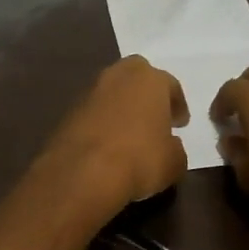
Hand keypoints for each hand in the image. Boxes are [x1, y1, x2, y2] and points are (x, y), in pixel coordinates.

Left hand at [35, 56, 188, 211]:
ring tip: (129, 132)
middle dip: (146, 93)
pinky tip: (106, 143)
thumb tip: (170, 146)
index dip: (177, 105)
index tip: (180, 123)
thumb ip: (176, 148)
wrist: (83, 173)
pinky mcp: (68, 111)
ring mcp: (89, 91)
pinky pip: (93, 112)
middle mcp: (118, 76)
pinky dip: (101, 122)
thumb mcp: (174, 162)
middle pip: (136, 76)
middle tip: (153, 117)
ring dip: (121, 106)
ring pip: (112, 92)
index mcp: (150, 80)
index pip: (170, 85)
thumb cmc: (140, 160)